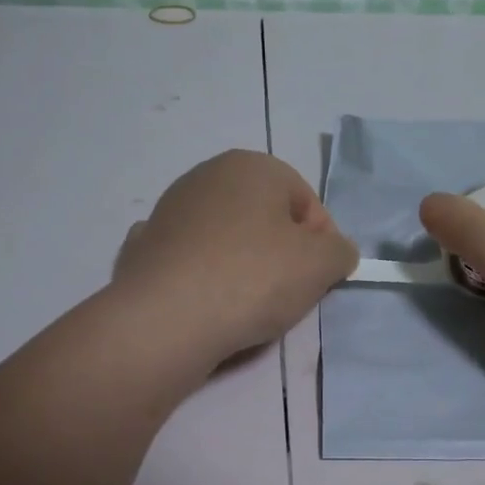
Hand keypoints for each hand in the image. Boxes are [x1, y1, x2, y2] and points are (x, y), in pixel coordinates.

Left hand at [114, 150, 356, 361]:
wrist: (166, 318)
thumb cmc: (253, 278)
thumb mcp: (321, 264)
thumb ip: (340, 251)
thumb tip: (334, 251)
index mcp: (252, 165)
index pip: (306, 201)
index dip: (320, 241)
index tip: (318, 276)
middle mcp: (207, 175)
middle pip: (263, 216)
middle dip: (280, 251)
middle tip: (287, 291)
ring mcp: (169, 209)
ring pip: (225, 237)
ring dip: (241, 263)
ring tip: (245, 305)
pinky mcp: (145, 246)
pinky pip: (188, 259)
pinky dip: (200, 275)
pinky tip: (204, 301)